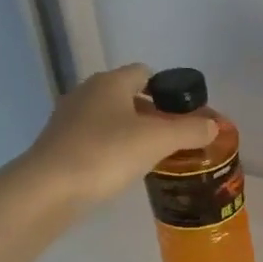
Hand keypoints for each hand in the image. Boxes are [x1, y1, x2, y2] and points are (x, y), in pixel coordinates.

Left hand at [20, 64, 217, 206]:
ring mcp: (69, 119)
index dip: (168, 89)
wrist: (48, 189)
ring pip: (111, 119)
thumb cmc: (106, 153)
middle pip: (129, 96)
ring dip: (132, 132)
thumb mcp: (158, 140)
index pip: (145, 72)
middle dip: (153, 113)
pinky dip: (113, 149)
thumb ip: (190, 130)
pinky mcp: (59, 145)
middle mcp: (87, 93)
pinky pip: (96, 139)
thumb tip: (214, 125)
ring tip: (154, 156)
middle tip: (176, 137)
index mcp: (110, 82)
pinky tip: (124, 169)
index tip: (185, 113)